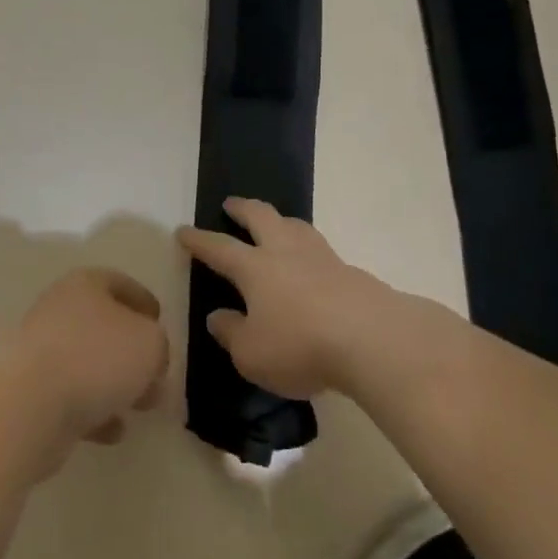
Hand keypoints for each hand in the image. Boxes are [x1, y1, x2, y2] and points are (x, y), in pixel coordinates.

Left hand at [5, 269, 170, 470]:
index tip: (160, 319)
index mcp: (84, 285)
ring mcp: (41, 353)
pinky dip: (94, 412)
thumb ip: (158, 344)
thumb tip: (150, 356)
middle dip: (133, 350)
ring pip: (88, 364)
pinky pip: (71, 398)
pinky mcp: (31, 393)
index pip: (118, 283)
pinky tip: (113, 431)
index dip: (141, 299)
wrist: (27, 405)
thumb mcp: (149, 343)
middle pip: (103, 325)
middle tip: (157, 373)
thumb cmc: (95, 358)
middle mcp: (59, 311)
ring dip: (116, 384)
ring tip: (143, 406)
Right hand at [177, 198, 399, 398]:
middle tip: (231, 204)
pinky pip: (322, 251)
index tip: (183, 231)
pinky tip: (313, 267)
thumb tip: (217, 316)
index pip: (219, 248)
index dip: (199, 240)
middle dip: (243, 208)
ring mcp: (322, 258)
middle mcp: (285, 252)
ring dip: (280, 221)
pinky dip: (309, 251)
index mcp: (254, 268)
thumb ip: (231, 333)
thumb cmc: (301, 346)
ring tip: (275, 224)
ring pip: (296, 226)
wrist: (374, 340)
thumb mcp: (252, 354)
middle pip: (261, 217)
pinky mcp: (352, 273)